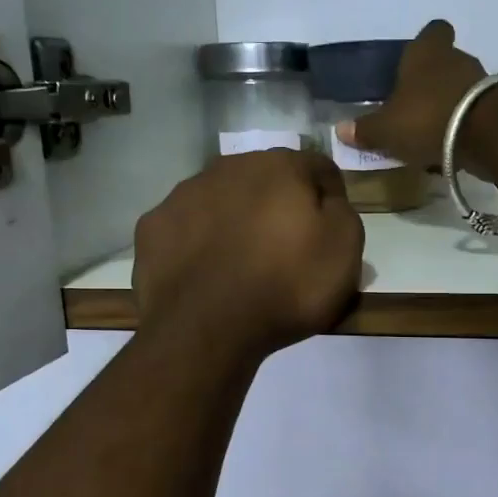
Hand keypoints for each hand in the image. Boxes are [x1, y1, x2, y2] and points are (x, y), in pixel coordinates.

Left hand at [133, 148, 362, 359]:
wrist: (206, 329)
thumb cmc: (286, 286)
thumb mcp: (344, 250)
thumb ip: (342, 212)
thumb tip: (326, 200)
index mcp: (280, 167)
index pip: (317, 168)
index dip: (330, 197)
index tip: (331, 230)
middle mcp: (228, 167)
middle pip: (265, 180)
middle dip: (278, 205)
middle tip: (286, 247)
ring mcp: (183, 195)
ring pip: (221, 199)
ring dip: (236, 220)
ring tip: (242, 262)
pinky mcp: (152, 227)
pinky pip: (187, 228)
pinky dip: (199, 242)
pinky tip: (206, 272)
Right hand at [335, 19, 485, 168]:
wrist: (488, 134)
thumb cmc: (427, 118)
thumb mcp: (386, 129)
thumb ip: (365, 130)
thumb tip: (340, 130)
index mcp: (425, 52)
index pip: (432, 31)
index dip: (425, 43)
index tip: (413, 62)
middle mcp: (456, 58)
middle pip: (445, 62)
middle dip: (432, 81)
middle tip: (415, 106)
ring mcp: (481, 81)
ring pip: (461, 87)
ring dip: (449, 104)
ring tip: (432, 131)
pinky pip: (476, 111)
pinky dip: (465, 124)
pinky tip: (453, 145)